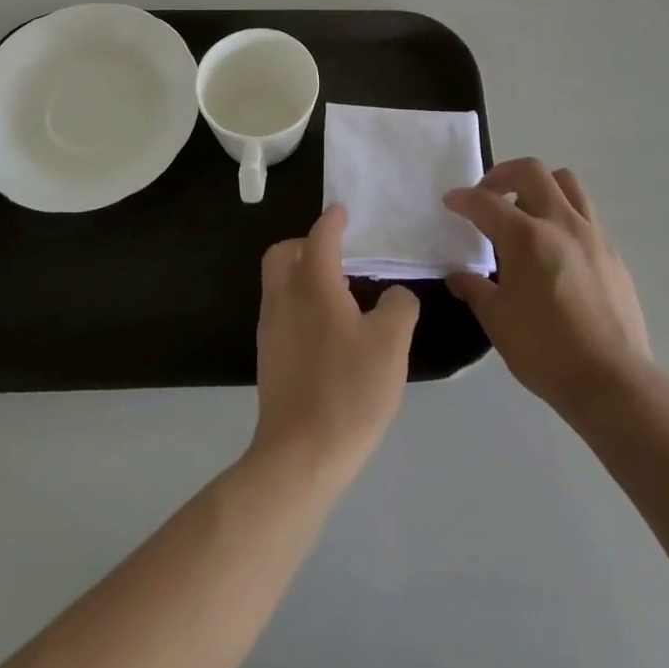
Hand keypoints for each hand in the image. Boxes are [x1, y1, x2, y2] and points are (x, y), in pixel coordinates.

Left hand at [251, 204, 419, 483]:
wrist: (300, 456)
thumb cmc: (349, 390)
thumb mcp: (391, 344)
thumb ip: (399, 307)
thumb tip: (395, 296)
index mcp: (313, 286)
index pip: (319, 238)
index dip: (332, 221)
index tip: (341, 211)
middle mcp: (284, 299)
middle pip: (282, 255)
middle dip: (305, 244)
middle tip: (336, 253)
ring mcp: (271, 330)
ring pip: (279, 284)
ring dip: (302, 275)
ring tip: (339, 293)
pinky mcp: (269, 359)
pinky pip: (281, 312)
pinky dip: (300, 304)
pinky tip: (328, 330)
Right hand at [444, 159, 653, 420]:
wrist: (612, 382)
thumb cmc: (546, 351)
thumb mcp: (497, 321)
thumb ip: (475, 290)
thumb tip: (458, 277)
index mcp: (526, 238)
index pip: (486, 202)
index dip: (463, 198)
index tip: (451, 202)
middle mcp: (560, 223)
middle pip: (531, 171)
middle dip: (502, 175)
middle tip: (488, 196)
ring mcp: (592, 235)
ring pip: (566, 183)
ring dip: (540, 186)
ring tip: (525, 211)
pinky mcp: (612, 253)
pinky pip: (585, 214)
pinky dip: (563, 215)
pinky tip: (555, 247)